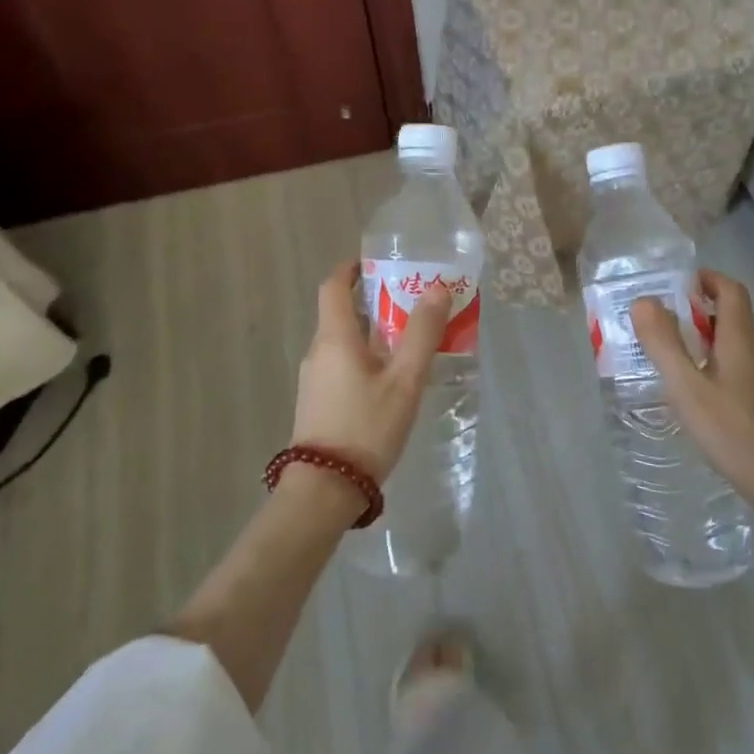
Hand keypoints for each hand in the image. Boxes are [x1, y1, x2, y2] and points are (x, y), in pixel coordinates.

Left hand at [292, 260, 450, 482]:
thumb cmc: (366, 427)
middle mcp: (318, 351)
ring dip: (373, 333)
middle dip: (375, 302)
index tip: (377, 263)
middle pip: (342, 313)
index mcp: (335, 337)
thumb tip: (438, 287)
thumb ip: (422, 333)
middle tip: (412, 303)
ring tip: (410, 342)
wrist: (324, 491)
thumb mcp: (404, 379)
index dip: (352, 268)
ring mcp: (315, 379)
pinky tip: (392, 380)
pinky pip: (342, 365)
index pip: (333, 286)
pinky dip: (366, 358)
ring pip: (344, 342)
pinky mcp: (318, 402)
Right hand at [631, 271, 753, 539]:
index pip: (731, 291)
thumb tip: (643, 300)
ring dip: (704, 344)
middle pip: (732, 318)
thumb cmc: (738, 435)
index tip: (677, 284)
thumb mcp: (689, 390)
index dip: (707, 279)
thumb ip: (664, 345)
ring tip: (672, 362)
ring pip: (735, 348)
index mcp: (741, 341)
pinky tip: (699, 399)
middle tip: (660, 326)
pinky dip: (715, 370)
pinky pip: (739, 373)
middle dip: (697, 313)